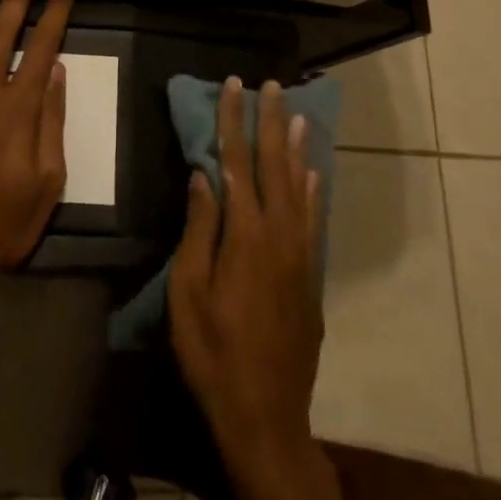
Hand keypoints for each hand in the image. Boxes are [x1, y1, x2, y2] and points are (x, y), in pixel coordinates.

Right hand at [168, 77, 323, 469]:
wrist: (266, 415)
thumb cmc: (213, 353)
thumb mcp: (188, 292)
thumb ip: (199, 229)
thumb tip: (204, 175)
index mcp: (245, 235)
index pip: (237, 162)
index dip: (234, 121)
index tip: (233, 85)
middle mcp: (280, 235)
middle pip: (274, 166)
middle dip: (270, 122)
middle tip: (271, 85)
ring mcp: (300, 256)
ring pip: (299, 188)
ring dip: (295, 148)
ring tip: (296, 115)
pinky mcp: (310, 277)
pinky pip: (312, 219)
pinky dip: (312, 190)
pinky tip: (312, 174)